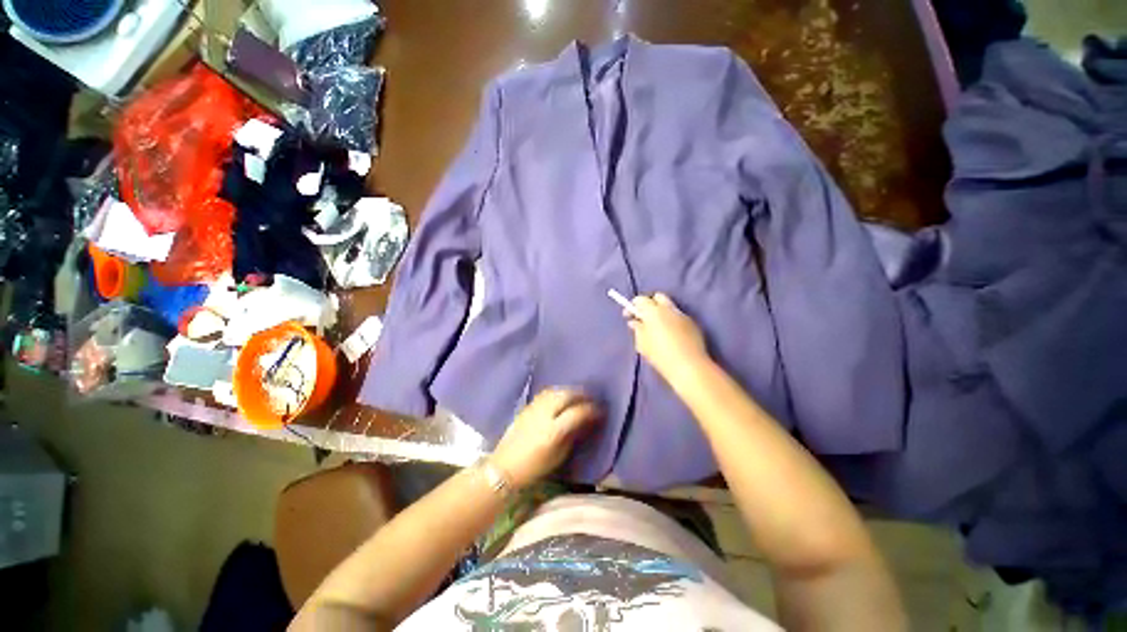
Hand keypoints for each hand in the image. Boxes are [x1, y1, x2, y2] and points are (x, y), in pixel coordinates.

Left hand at [491, 389, 601, 488]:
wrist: (504, 468)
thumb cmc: (535, 468)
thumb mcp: (559, 456)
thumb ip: (572, 435)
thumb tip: (585, 422)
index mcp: (553, 431)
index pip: (577, 413)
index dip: (591, 410)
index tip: (600, 410)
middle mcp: (543, 415)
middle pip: (565, 396)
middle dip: (581, 394)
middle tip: (591, 397)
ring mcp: (533, 409)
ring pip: (555, 391)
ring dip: (569, 391)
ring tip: (577, 395)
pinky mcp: (526, 407)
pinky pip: (545, 394)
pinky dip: (557, 392)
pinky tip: (561, 396)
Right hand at [627, 293, 710, 381]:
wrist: (688, 367)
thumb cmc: (660, 355)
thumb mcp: (642, 343)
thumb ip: (637, 329)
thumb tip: (635, 322)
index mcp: (654, 311)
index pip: (641, 300)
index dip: (632, 306)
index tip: (628, 315)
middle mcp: (669, 309)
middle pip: (657, 297)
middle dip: (649, 304)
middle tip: (644, 318)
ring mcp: (682, 315)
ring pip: (669, 307)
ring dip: (661, 313)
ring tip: (657, 328)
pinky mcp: (693, 324)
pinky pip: (678, 317)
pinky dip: (671, 321)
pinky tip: (670, 335)